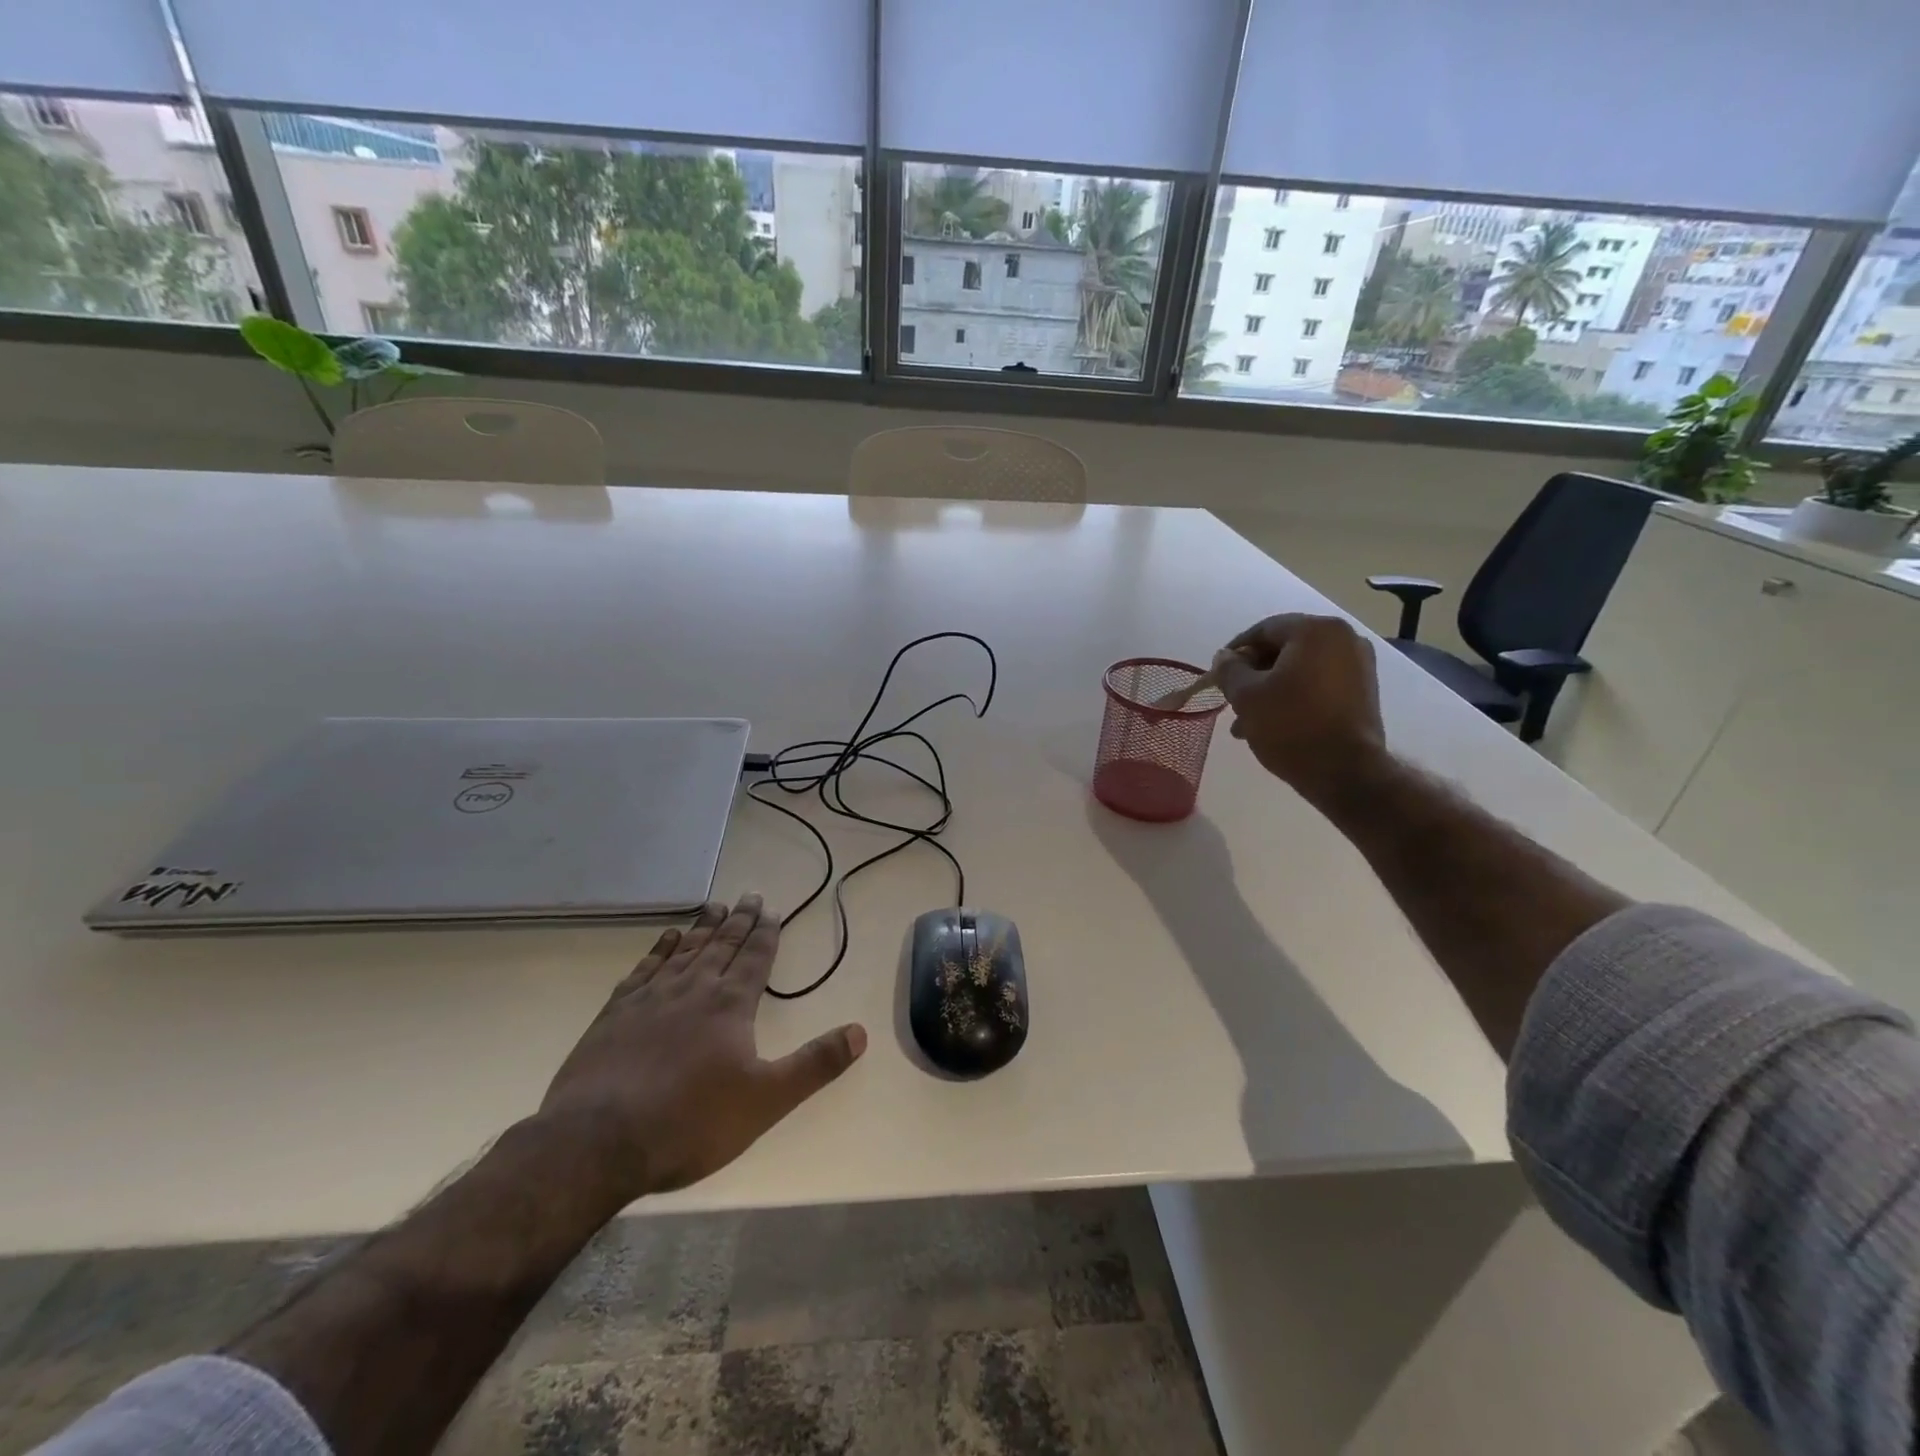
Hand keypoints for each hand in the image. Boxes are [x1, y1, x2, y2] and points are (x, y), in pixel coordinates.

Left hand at [535, 894, 866, 1202]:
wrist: (596, 1142)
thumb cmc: (690, 1122)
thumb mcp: (766, 1101)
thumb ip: (815, 1065)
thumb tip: (860, 1032)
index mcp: (730, 1005)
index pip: (755, 958)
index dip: (766, 933)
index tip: (772, 909)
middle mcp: (693, 989)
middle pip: (722, 945)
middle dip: (740, 920)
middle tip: (750, 895)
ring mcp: (651, 998)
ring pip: (685, 950)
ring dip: (703, 927)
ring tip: (715, 906)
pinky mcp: (615, 1014)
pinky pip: (645, 968)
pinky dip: (659, 949)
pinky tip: (665, 939)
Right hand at [1212, 613, 1387, 806]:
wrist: (1345, 772)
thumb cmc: (1291, 725)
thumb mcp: (1246, 696)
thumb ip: (1230, 670)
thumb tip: (1225, 657)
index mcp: (1316, 631)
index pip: (1264, 630)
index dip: (1236, 651)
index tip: (1218, 675)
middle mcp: (1344, 639)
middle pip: (1284, 649)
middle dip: (1254, 675)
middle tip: (1232, 700)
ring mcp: (1359, 666)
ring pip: (1300, 670)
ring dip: (1271, 690)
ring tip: (1247, 723)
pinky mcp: (1364, 691)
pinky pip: (1319, 684)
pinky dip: (1295, 697)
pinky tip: (1274, 724)